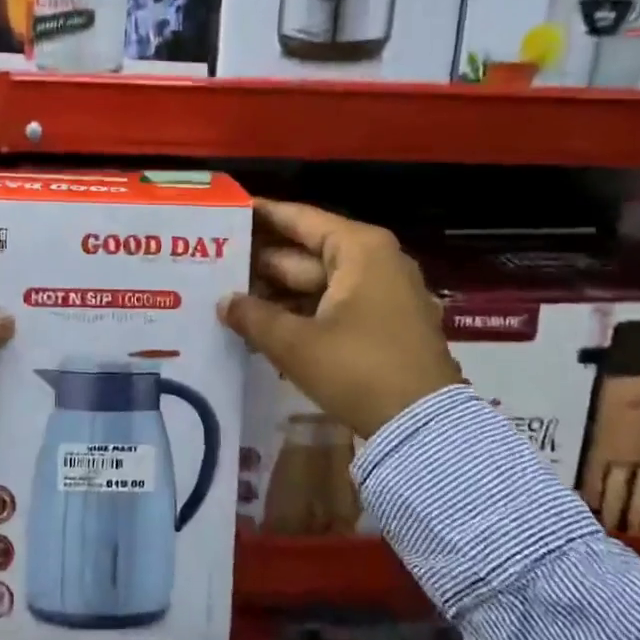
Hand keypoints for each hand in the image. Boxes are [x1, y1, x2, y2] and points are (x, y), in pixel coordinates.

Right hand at [219, 198, 462, 439]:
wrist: (425, 430)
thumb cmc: (359, 369)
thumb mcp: (296, 344)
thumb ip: (254, 316)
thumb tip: (223, 302)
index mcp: (359, 249)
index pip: (300, 219)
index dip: (262, 214)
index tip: (228, 210)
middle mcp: (375, 261)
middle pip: (306, 252)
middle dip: (262, 262)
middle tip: (215, 263)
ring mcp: (384, 294)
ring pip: (318, 282)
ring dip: (278, 292)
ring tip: (229, 296)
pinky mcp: (385, 324)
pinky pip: (333, 305)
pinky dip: (302, 312)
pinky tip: (263, 324)